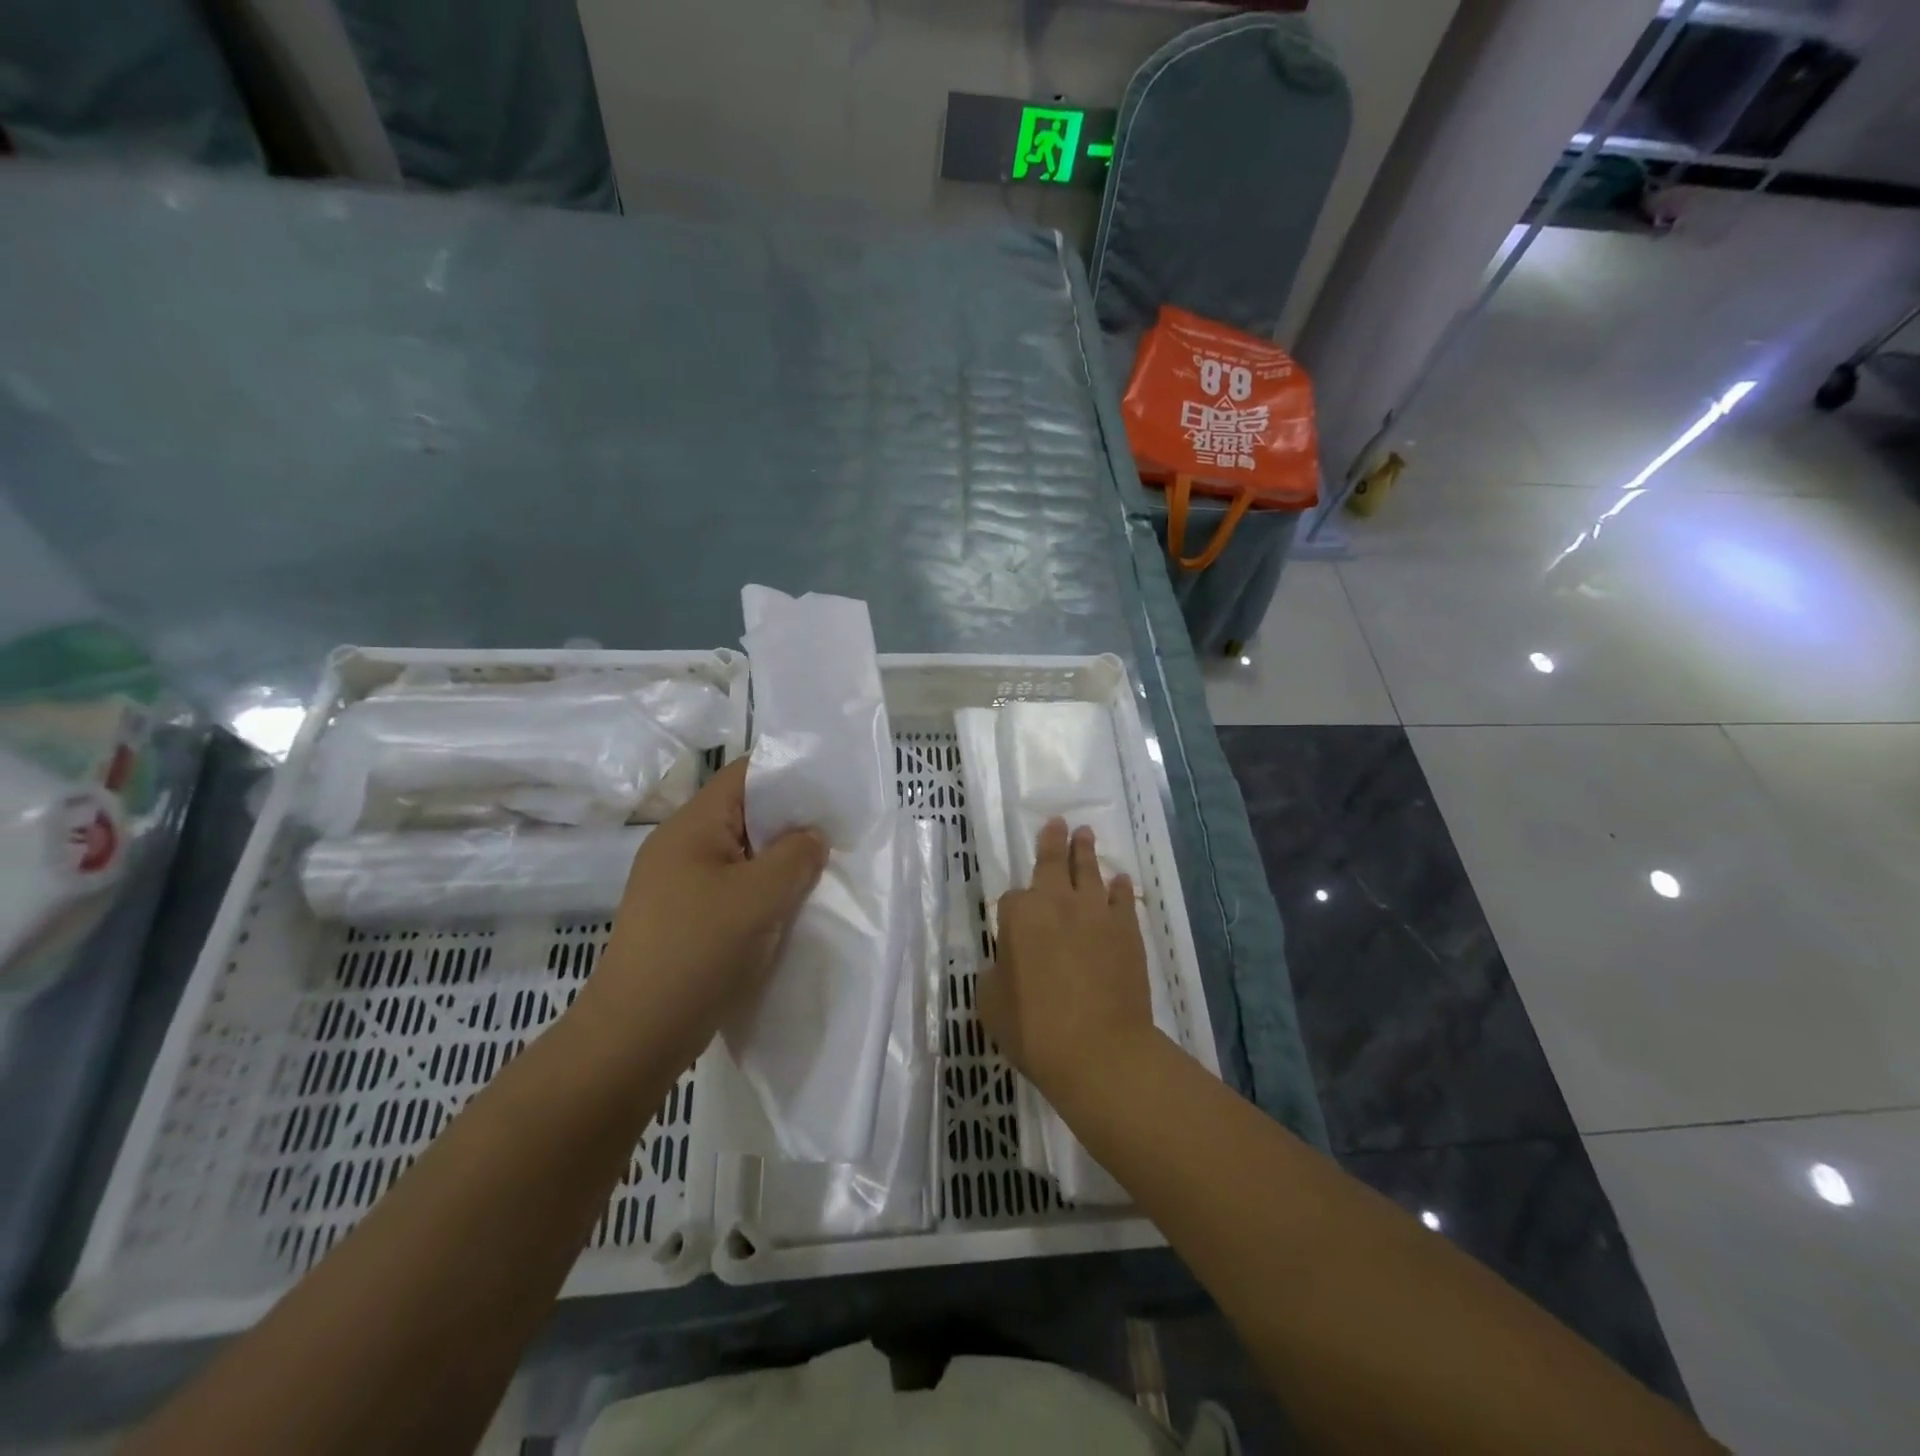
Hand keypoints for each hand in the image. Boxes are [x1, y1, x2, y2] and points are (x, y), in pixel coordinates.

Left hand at [582, 759, 826, 1073]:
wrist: (635, 1034)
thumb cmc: (698, 951)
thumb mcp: (760, 896)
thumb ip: (796, 856)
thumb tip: (812, 837)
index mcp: (690, 826)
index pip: (743, 775)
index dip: (787, 774)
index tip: (830, 791)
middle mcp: (679, 846)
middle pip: (742, 814)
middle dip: (789, 823)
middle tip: (834, 835)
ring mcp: (676, 884)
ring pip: (739, 855)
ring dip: (776, 862)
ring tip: (818, 872)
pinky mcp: (680, 918)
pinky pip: (729, 888)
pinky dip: (760, 891)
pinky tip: (786, 909)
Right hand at [978, 818, 1160, 1101]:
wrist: (1099, 1050)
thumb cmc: (1034, 1028)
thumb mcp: (991, 1003)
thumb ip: (995, 973)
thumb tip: (1007, 963)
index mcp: (1020, 916)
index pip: (1011, 899)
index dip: (1012, 910)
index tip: (1012, 923)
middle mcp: (1058, 903)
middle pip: (1054, 863)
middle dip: (1054, 841)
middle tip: (1058, 821)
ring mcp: (1097, 913)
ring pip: (1090, 871)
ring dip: (1086, 851)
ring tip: (1086, 833)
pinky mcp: (1127, 931)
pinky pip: (1122, 899)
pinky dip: (1119, 887)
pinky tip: (1120, 879)